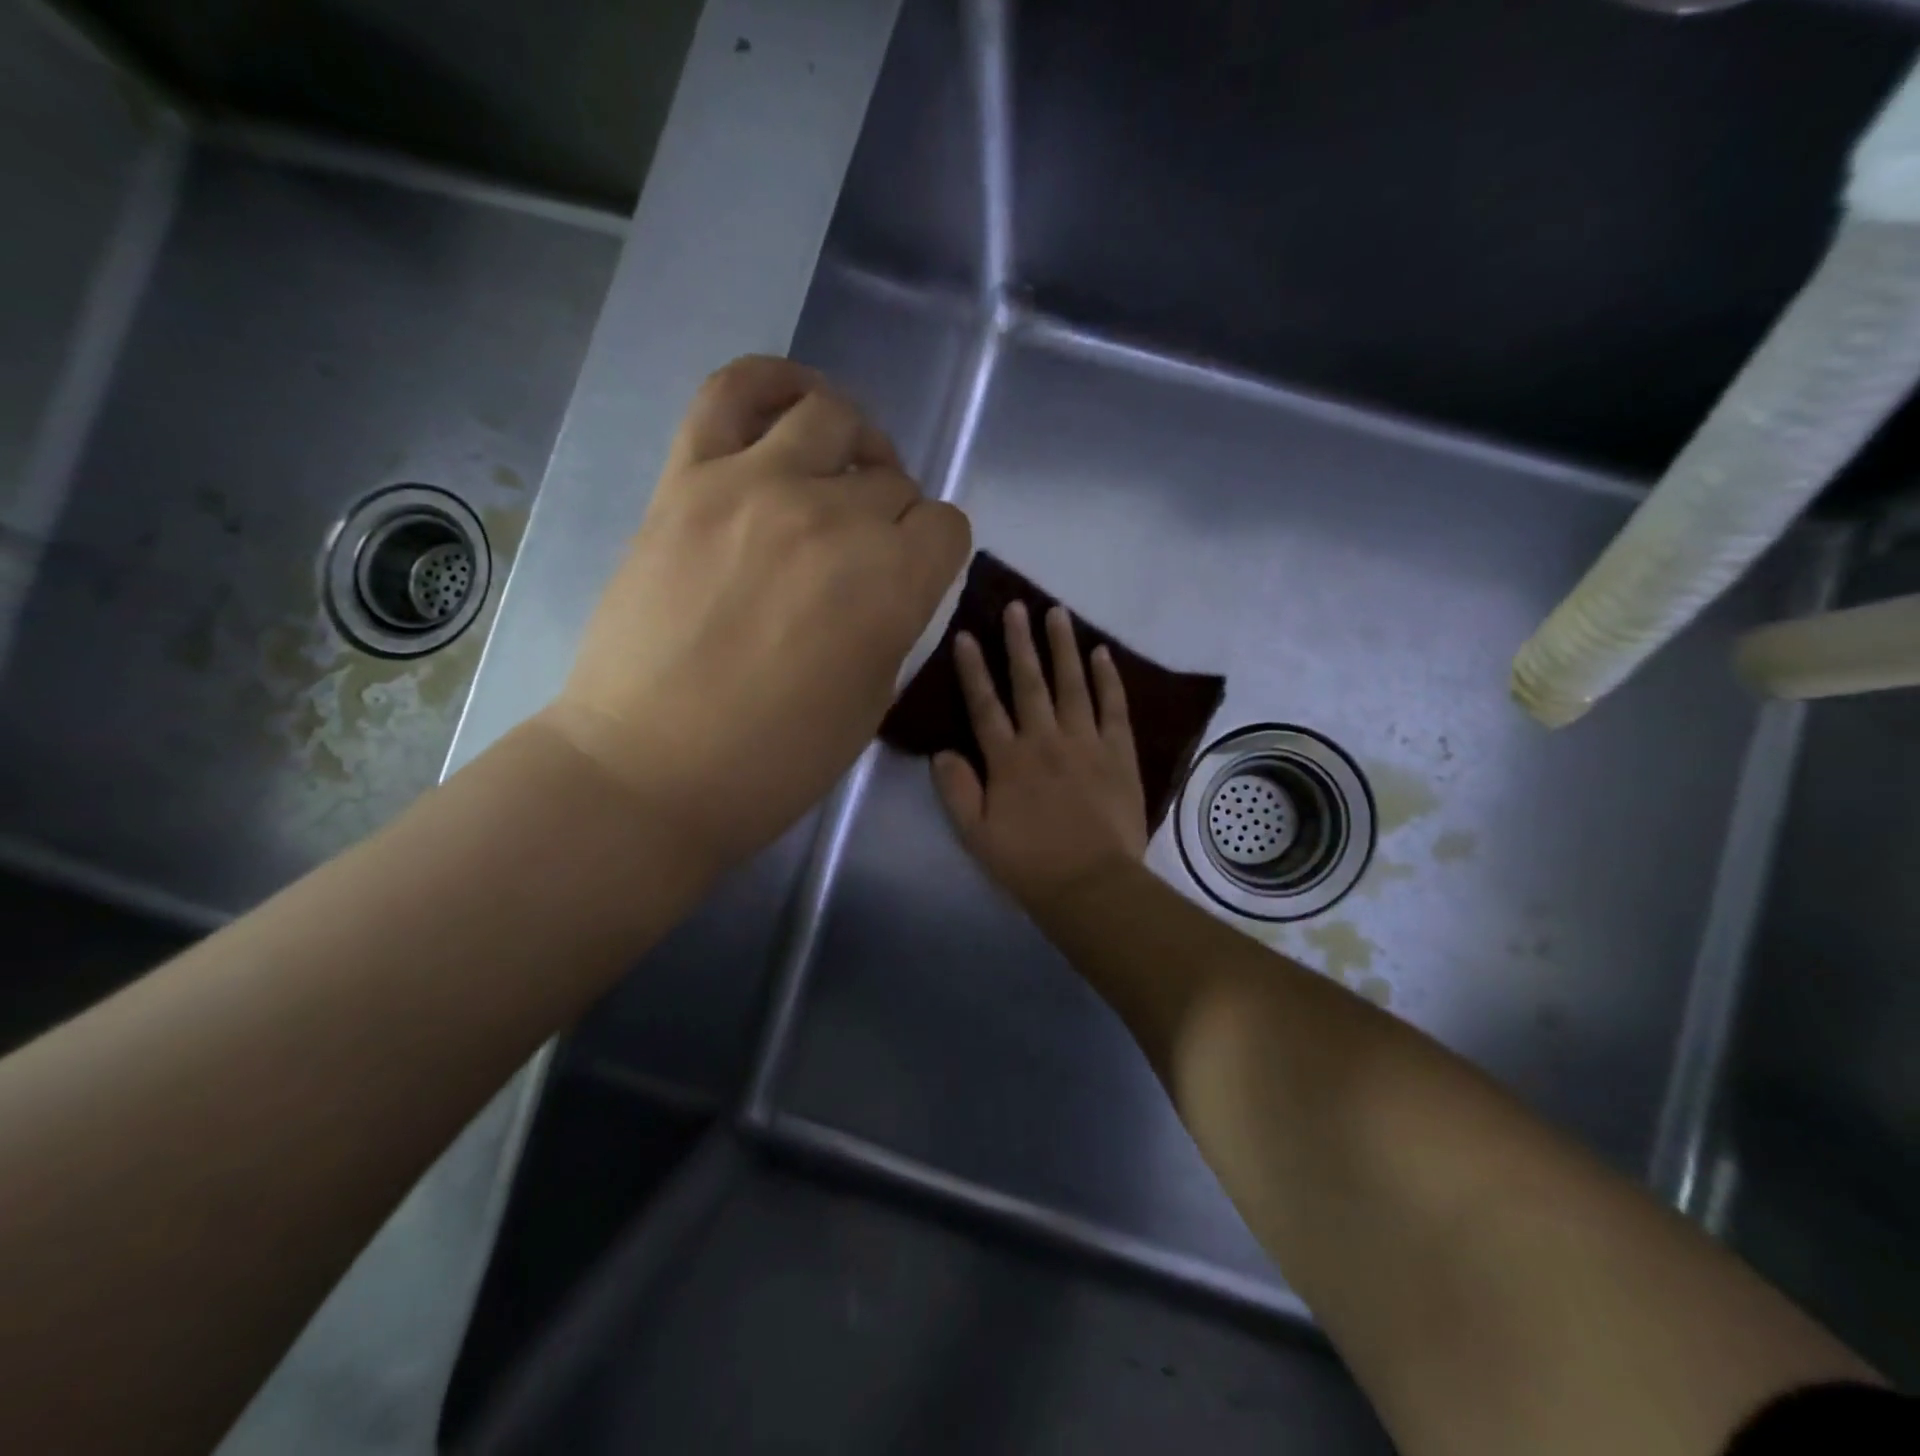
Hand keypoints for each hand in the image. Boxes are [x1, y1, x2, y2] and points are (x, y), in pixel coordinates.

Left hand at [543, 355, 970, 869]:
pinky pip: (734, 390)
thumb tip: (891, 575)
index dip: (936, 553)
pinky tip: (791, 406)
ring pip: (832, 418)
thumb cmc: (774, 761)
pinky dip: (773, 383)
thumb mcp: (872, 702)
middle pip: (893, 481)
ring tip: (839, 473)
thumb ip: (895, 621)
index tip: (913, 577)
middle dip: (894, 517)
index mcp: (890, 585)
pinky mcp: (688, 480)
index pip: (946, 528)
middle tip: (863, 555)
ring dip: (854, 444)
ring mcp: (754, 487)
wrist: (649, 770)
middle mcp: (833, 519)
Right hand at [933, 601, 1148, 911]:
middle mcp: (1045, 739)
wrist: (1091, 884)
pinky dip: (1108, 679)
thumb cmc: (1028, 863)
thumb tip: (942, 751)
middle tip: (1016, 606)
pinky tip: (1102, 654)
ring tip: (1057, 613)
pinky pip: (1113, 706)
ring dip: (1063, 647)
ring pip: (1072, 684)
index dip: (973, 669)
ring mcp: (1086, 742)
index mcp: (1008, 759)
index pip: (985, 705)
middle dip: (1019, 642)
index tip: (965, 635)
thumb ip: (956, 790)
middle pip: (1029, 682)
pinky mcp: (1119, 752)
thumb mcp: (976, 834)